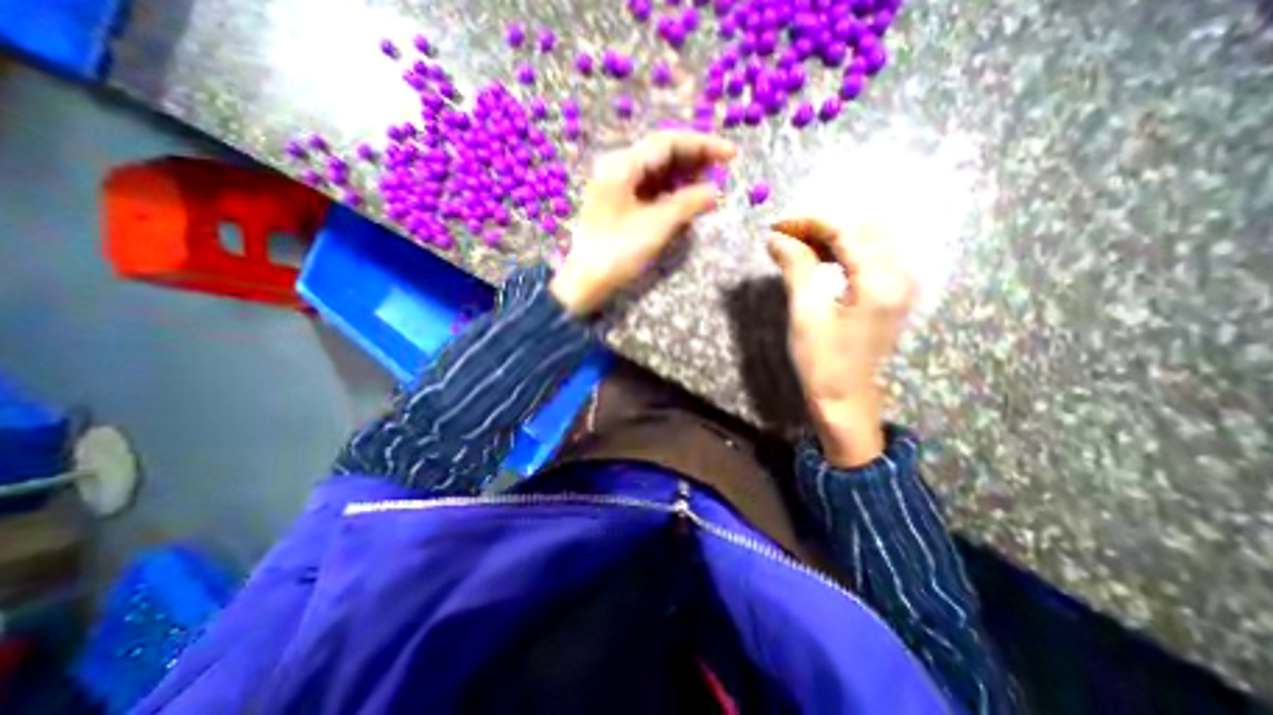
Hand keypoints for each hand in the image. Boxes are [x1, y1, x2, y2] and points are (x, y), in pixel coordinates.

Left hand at [551, 131, 737, 313]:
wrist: (586, 281)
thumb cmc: (618, 252)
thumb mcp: (656, 226)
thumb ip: (687, 204)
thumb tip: (714, 192)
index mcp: (622, 166)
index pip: (668, 143)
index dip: (703, 145)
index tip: (731, 155)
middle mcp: (618, 169)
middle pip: (662, 154)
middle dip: (694, 161)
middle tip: (723, 171)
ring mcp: (617, 187)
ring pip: (657, 173)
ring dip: (684, 178)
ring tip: (708, 188)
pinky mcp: (619, 205)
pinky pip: (649, 190)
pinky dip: (670, 194)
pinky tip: (686, 202)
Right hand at [765, 218, 914, 469]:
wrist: (847, 402)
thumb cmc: (824, 363)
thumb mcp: (806, 314)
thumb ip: (796, 268)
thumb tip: (777, 238)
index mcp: (880, 281)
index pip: (847, 230)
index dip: (809, 222)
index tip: (777, 226)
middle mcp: (899, 275)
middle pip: (863, 228)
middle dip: (821, 225)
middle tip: (785, 236)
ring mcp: (899, 285)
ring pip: (866, 240)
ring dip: (830, 237)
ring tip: (795, 246)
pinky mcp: (890, 294)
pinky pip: (868, 258)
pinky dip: (840, 252)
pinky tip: (817, 259)